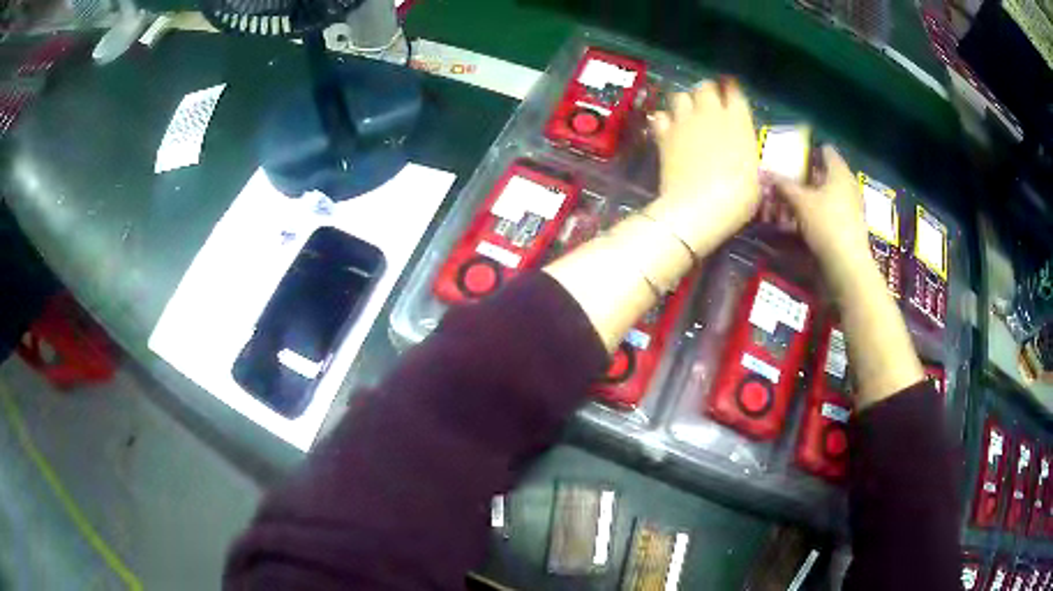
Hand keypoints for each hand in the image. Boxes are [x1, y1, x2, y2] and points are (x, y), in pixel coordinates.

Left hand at [646, 80, 761, 255]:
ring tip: (686, 112)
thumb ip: (747, 155)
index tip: (731, 91)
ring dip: (684, 101)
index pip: (734, 90)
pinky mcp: (664, 134)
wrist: (700, 206)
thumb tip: (743, 154)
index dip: (731, 89)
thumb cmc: (738, 196)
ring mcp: (685, 122)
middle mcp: (711, 113)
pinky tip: (667, 128)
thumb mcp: (755, 175)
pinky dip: (663, 119)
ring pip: (680, 95)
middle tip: (708, 102)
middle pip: (705, 87)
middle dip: (706, 91)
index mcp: (738, 120)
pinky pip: (660, 116)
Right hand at [775, 146, 872, 286]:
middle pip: (826, 174)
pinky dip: (817, 215)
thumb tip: (764, 172)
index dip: (811, 150)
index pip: (827, 151)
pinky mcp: (850, 227)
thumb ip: (783, 186)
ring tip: (791, 205)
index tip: (795, 155)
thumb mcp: (800, 202)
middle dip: (807, 177)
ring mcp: (852, 208)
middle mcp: (849, 186)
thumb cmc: (826, 224)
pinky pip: (831, 213)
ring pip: (828, 195)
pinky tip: (802, 224)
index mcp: (840, 173)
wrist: (848, 266)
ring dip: (811, 198)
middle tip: (789, 180)